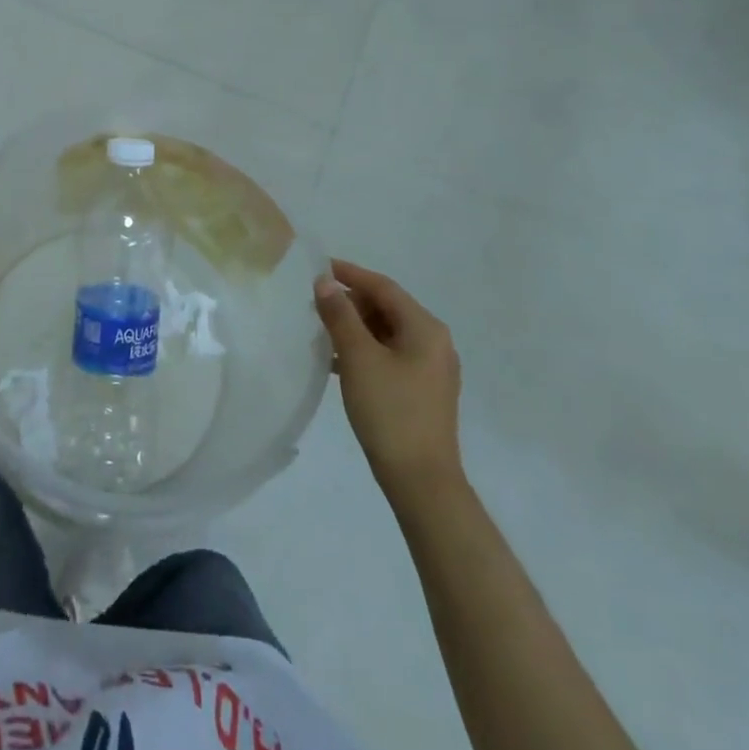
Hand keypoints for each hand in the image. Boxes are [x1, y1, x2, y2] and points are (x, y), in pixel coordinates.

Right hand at [314, 259, 463, 500]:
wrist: (421, 482)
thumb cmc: (390, 412)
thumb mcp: (359, 358)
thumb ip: (340, 315)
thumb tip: (324, 281)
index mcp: (425, 328)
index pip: (383, 287)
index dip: (349, 274)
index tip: (318, 267)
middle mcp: (434, 342)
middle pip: (386, 308)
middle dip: (350, 303)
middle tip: (314, 303)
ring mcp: (430, 369)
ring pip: (386, 333)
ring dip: (354, 328)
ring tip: (320, 330)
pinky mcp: (421, 392)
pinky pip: (389, 356)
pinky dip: (364, 351)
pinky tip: (336, 362)